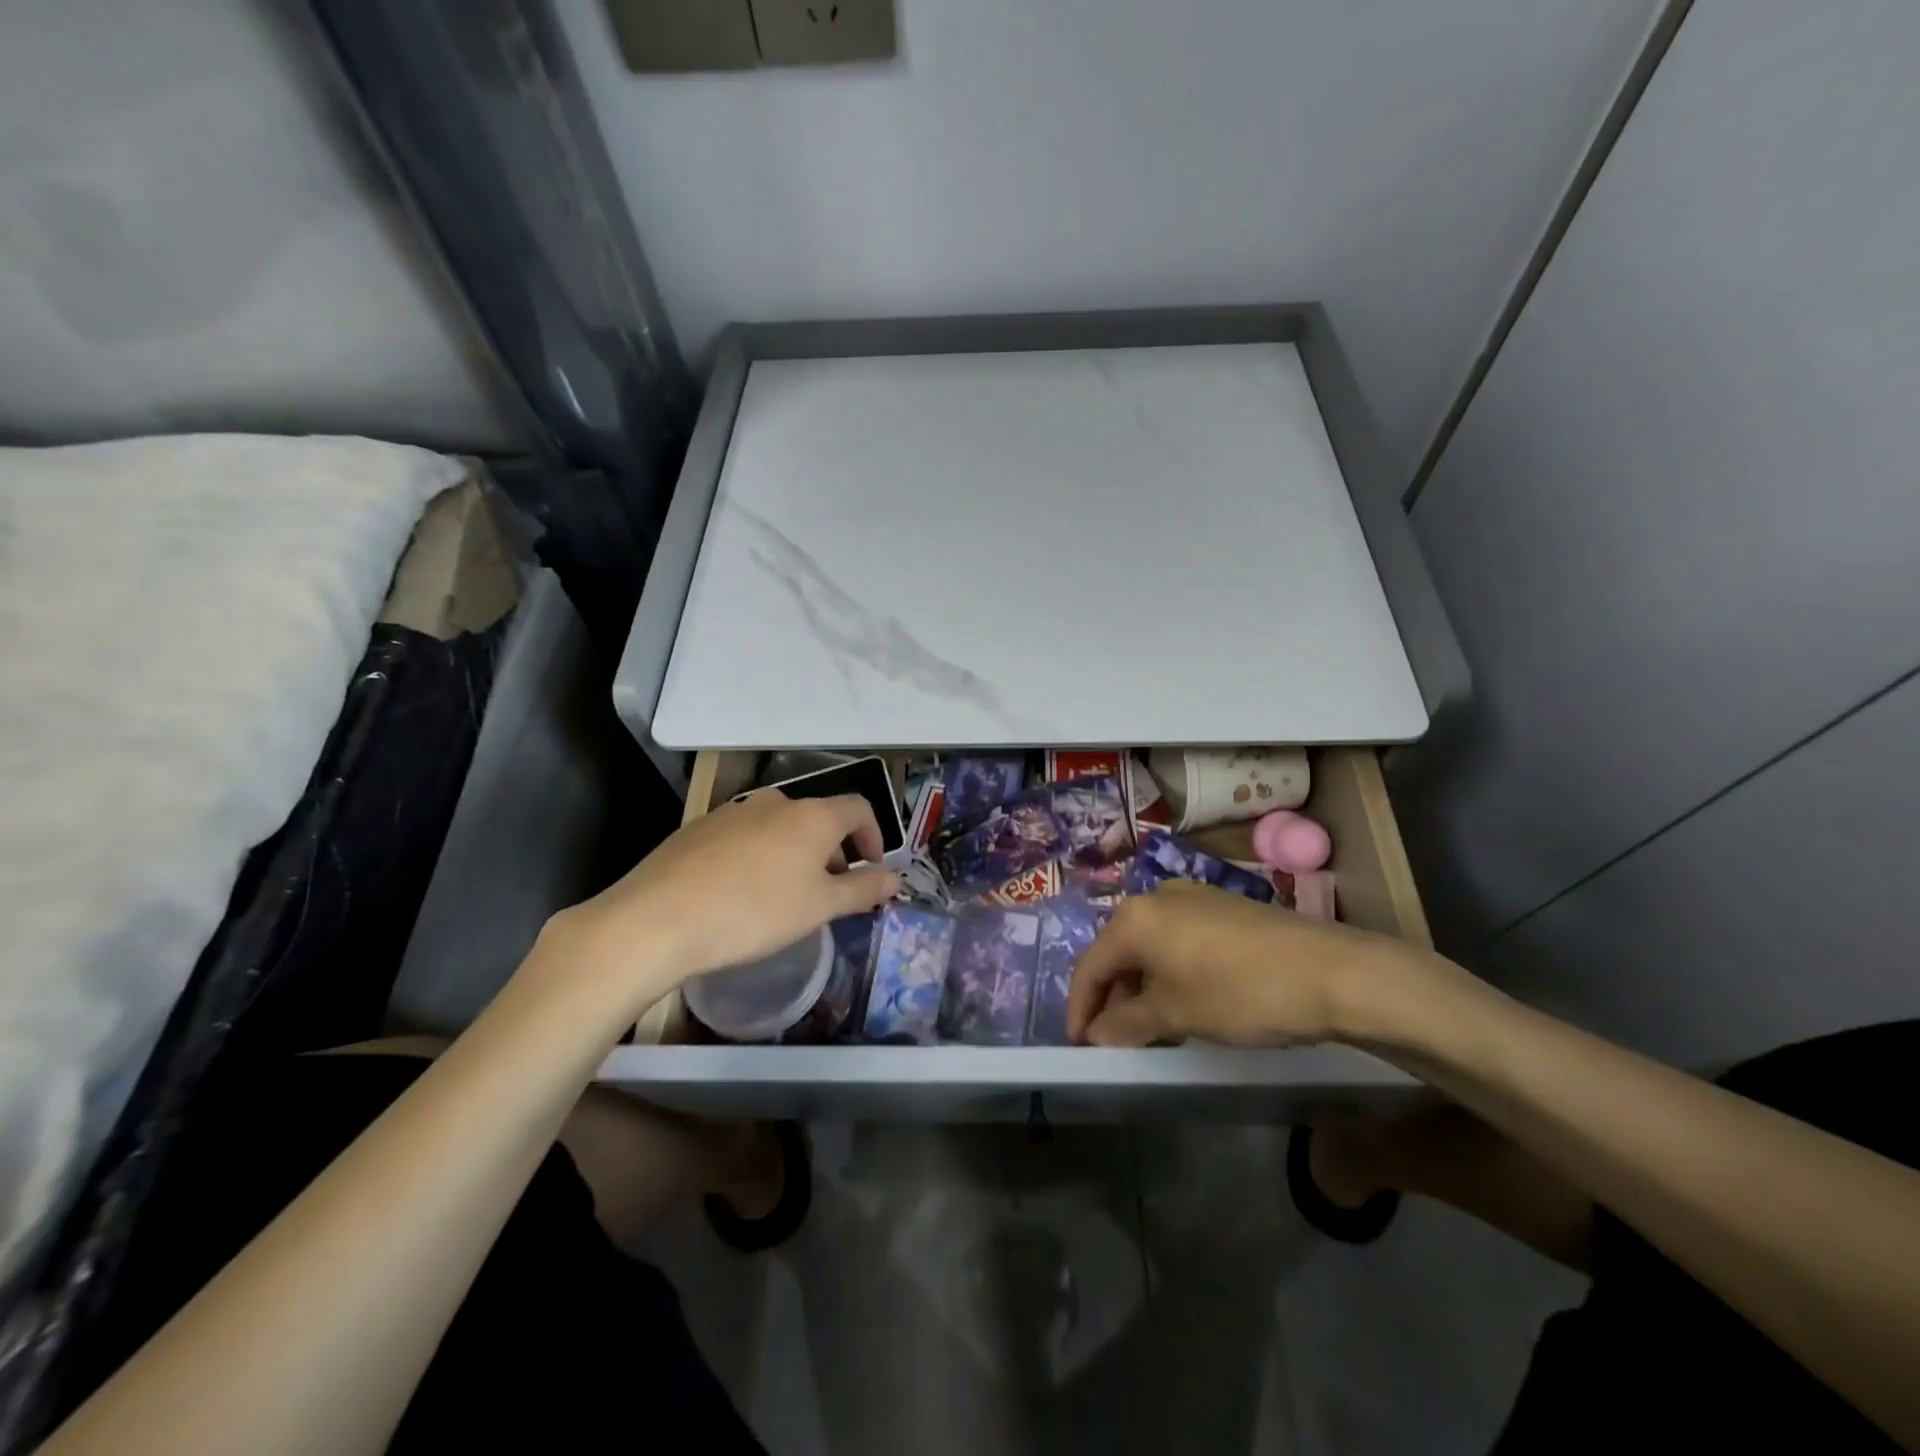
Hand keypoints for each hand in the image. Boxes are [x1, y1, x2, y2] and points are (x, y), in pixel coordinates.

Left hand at [539, 791, 898, 1019]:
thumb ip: (862, 889)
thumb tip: (895, 878)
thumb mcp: (819, 907)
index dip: (874, 836)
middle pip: (818, 817)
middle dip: (833, 850)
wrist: (658, 918)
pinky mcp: (699, 828)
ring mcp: (732, 812)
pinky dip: (759, 856)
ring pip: (779, 827)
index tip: (870, 871)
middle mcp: (775, 802)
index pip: (858, 808)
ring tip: (785, 896)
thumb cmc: (755, 911)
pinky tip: (741, 893)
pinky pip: (744, 837)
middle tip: (829, 891)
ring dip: (795, 854)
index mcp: (812, 815)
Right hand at [1066, 881, 1434, 1047]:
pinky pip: (1180, 941)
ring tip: (1153, 1028)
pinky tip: (1189, 1001)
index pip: (1090, 965)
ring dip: (1143, 987)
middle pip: (1118, 952)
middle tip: (1116, 1040)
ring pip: (1151, 947)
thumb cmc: (1239, 992)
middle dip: (1112, 997)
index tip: (1080, 1046)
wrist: (1332, 972)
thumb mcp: (1175, 1015)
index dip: (1080, 1008)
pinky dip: (1172, 973)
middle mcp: (1157, 897)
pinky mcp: (1225, 908)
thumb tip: (1095, 1033)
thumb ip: (1125, 1024)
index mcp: (1134, 917)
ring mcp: (1194, 897)